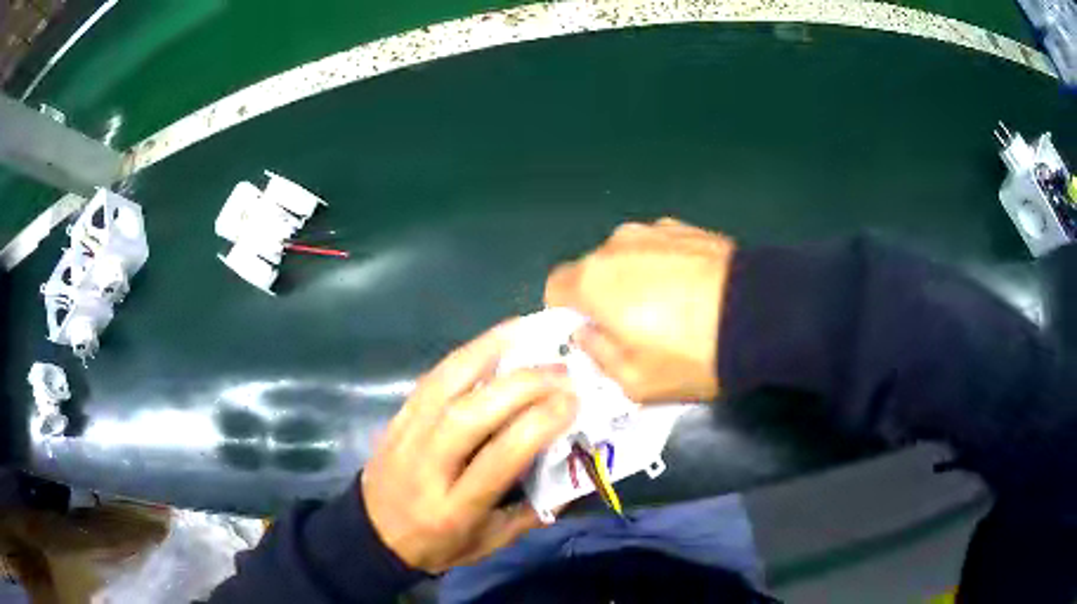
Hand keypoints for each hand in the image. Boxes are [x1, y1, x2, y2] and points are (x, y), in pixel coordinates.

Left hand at [361, 320, 576, 573]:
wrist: (372, 534)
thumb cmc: (438, 544)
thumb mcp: (490, 543)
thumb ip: (533, 512)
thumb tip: (575, 472)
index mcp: (454, 507)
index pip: (497, 459)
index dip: (537, 426)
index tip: (571, 402)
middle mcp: (427, 467)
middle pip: (470, 416)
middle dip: (521, 386)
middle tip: (562, 371)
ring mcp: (406, 436)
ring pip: (445, 386)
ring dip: (489, 353)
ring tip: (527, 333)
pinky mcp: (397, 417)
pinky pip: (431, 379)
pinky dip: (464, 355)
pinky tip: (491, 340)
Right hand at [545, 218, 734, 402]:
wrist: (762, 315)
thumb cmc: (691, 354)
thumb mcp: (634, 381)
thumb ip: (597, 354)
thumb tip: (586, 333)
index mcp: (594, 280)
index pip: (554, 287)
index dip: (567, 313)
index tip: (593, 335)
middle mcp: (616, 244)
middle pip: (594, 270)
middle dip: (604, 297)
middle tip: (636, 328)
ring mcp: (654, 230)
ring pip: (628, 257)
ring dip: (636, 278)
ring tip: (673, 307)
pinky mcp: (687, 227)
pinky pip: (660, 248)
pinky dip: (666, 266)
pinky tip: (694, 289)